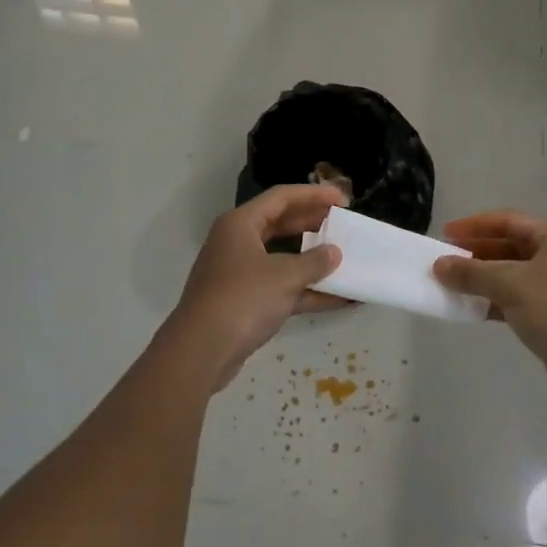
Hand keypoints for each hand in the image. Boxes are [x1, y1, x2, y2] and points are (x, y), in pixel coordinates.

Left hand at [169, 185, 348, 390]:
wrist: (201, 351)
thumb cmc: (242, 299)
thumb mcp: (284, 277)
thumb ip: (314, 262)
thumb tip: (334, 253)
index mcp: (241, 224)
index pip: (281, 197)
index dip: (314, 195)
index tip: (343, 199)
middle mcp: (238, 242)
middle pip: (281, 223)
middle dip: (313, 224)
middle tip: (343, 225)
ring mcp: (240, 273)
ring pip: (282, 257)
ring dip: (312, 260)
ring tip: (344, 258)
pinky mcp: (245, 301)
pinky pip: (281, 287)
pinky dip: (307, 291)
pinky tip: (339, 299)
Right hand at [433, 210, 546, 411]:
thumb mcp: (509, 284)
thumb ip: (472, 272)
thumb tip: (438, 265)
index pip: (508, 221)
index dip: (475, 225)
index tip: (445, 234)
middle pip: (509, 246)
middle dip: (476, 253)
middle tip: (444, 261)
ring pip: (511, 274)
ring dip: (482, 278)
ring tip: (451, 285)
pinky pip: (516, 298)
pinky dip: (493, 300)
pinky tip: (470, 308)